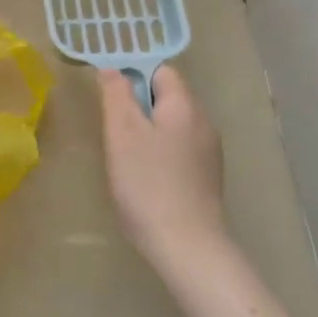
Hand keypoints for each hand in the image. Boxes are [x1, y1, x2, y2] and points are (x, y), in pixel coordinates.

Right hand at [97, 66, 225, 268]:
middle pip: (168, 98)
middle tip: (112, 128)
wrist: (187, 247)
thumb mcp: (122, 132)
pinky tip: (144, 177)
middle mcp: (204, 124)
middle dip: (137, 105)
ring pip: (172, 126)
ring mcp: (208, 154)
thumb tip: (112, 69)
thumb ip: (116, 94)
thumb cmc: (148, 182)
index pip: (161, 71)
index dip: (133, 75)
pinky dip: (159, 153)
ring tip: (124, 154)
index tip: (109, 96)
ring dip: (147, 131)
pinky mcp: (206, 179)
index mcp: (185, 106)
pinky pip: (178, 150)